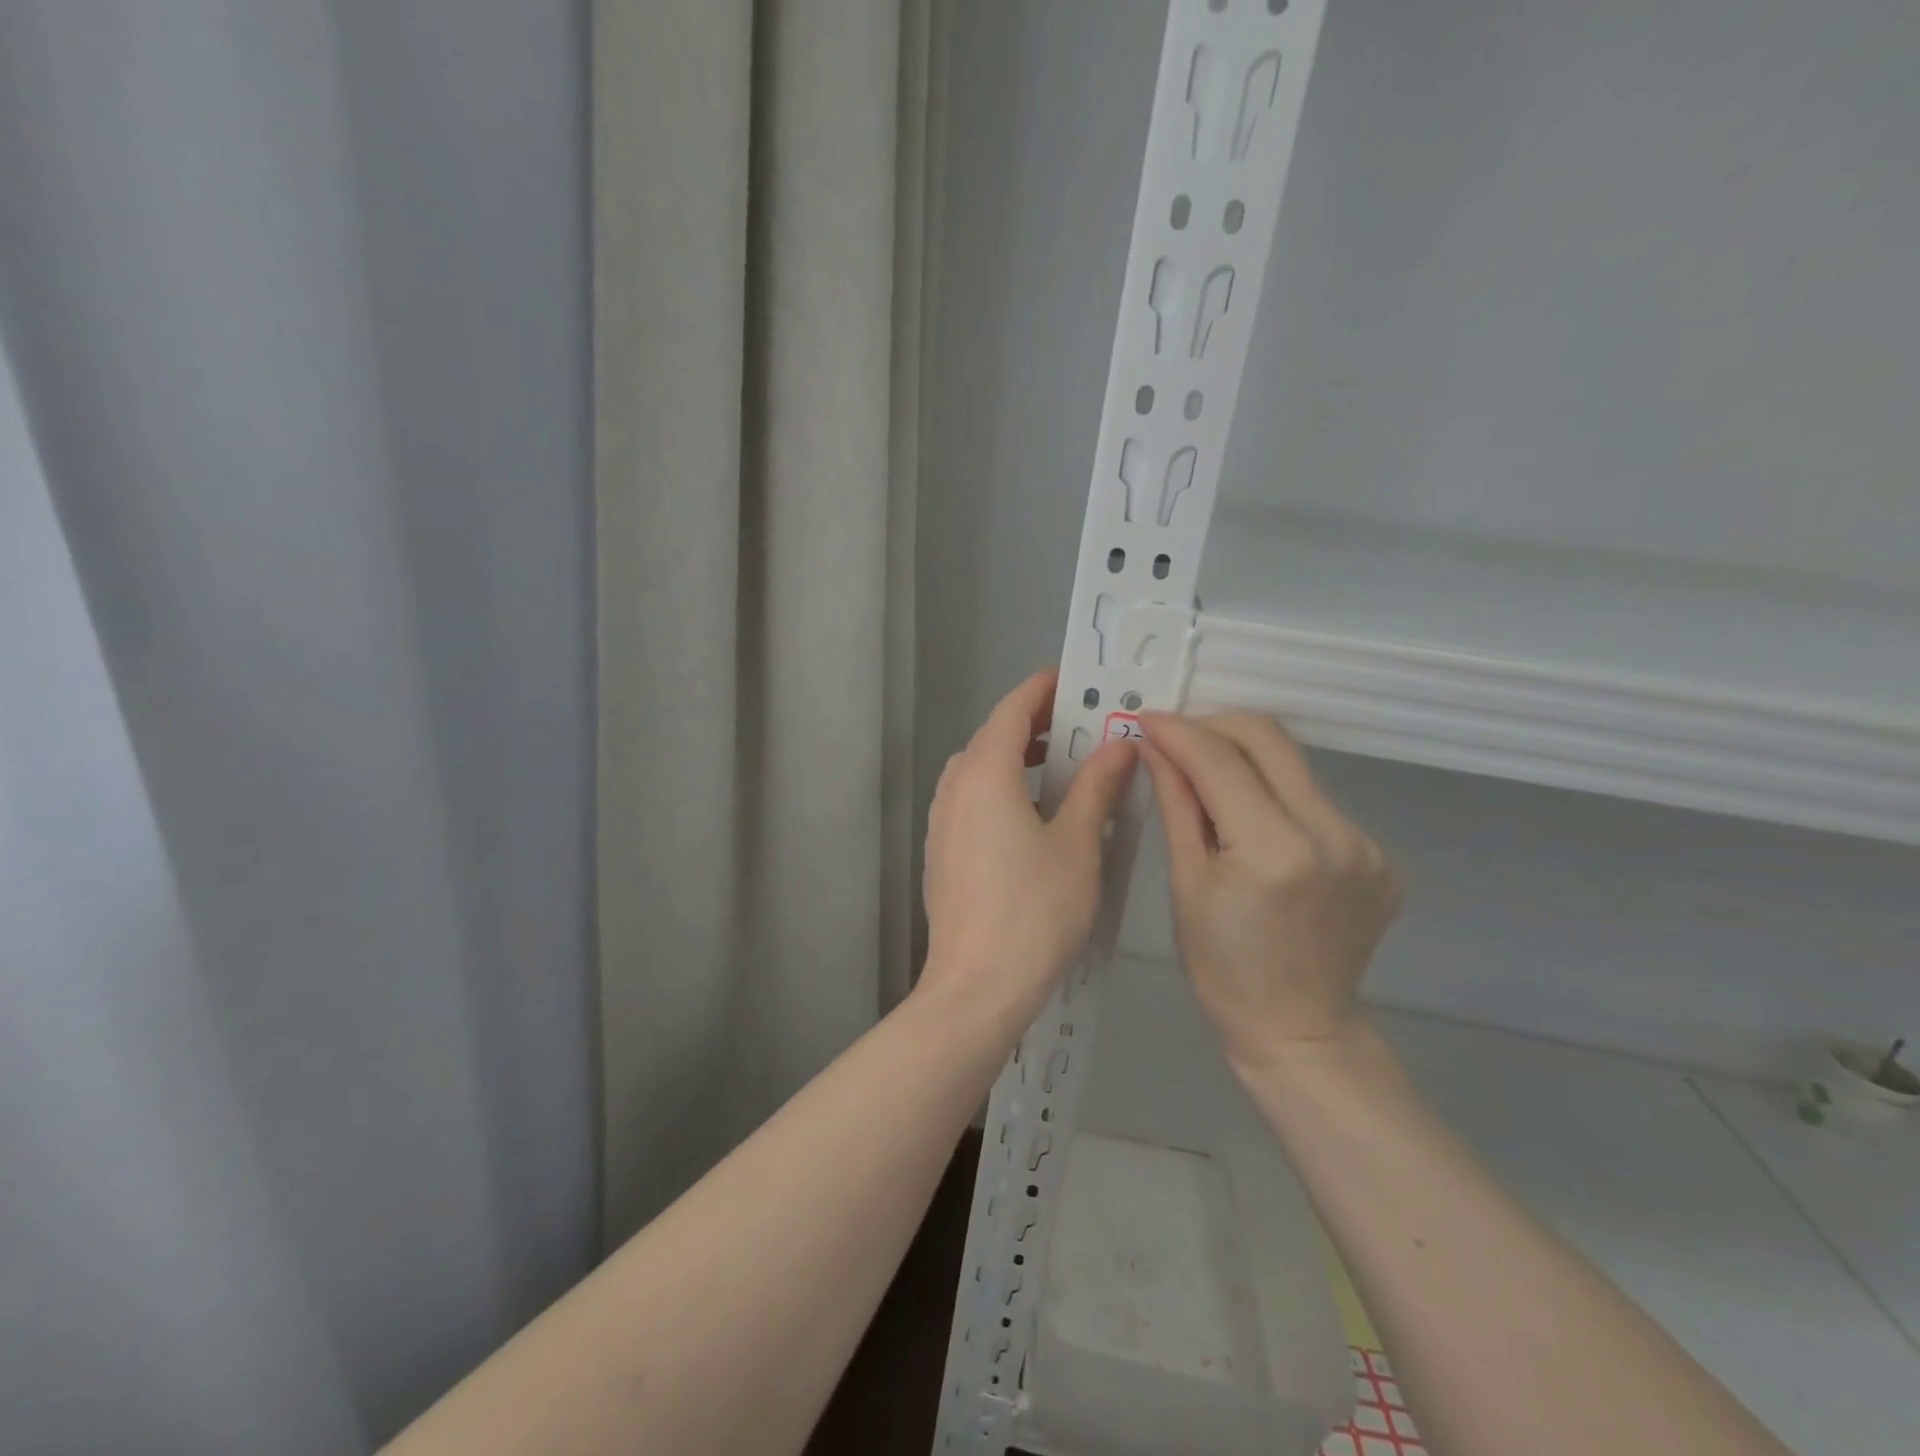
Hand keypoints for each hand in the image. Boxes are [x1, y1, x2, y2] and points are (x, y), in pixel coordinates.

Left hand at [919, 669, 1137, 1031]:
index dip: (1042, 689)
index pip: (1012, 709)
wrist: (976, 986)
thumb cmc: (1034, 910)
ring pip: (978, 770)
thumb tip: (1120, 744)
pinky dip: (1000, 790)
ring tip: (1058, 770)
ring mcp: (941, 822)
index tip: (1073, 680)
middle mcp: (954, 788)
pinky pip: (970, 801)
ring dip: (1014, 759)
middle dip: (1033, 725)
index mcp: (985, 773)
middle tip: (1078, 728)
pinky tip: (1030, 818)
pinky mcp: (940, 852)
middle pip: (991, 737)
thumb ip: (1096, 786)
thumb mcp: (1078, 843)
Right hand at [1140, 711, 1400, 1075]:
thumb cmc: (1222, 967)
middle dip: (1215, 727)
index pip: (1221, 760)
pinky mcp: (1379, 855)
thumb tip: (1155, 745)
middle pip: (1270, 740)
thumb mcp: (1186, 883)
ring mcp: (1365, 844)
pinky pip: (1315, 801)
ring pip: (1294, 767)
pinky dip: (1275, 796)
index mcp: (1275, 849)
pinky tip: (1251, 822)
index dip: (1178, 731)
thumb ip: (1177, 803)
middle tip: (1175, 740)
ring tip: (1206, 782)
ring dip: (1245, 761)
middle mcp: (1333, 834)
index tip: (1145, 718)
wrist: (1299, 1030)